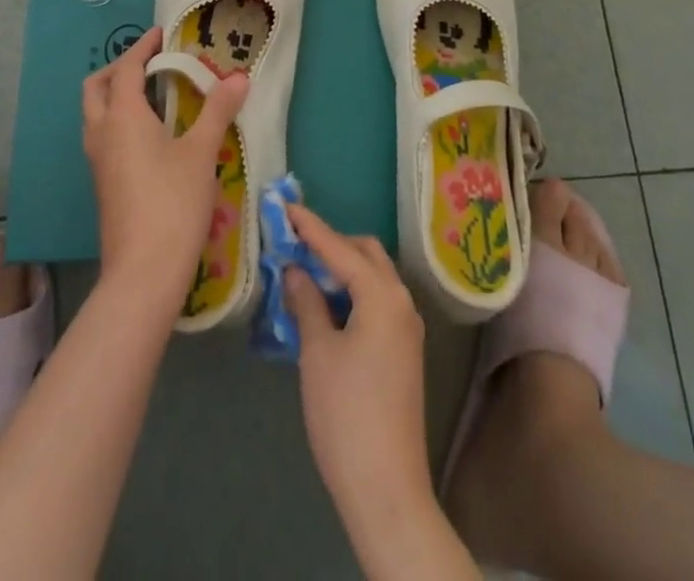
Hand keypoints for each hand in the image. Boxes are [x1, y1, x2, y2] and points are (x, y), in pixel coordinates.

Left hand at [82, 27, 247, 315]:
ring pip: (96, 113)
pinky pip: (104, 135)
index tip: (162, 34)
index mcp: (122, 116)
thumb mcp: (202, 152)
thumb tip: (239, 77)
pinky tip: (151, 133)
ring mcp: (98, 161)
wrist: (143, 273)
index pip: (127, 68)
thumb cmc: (173, 203)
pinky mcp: (103, 183)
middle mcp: (102, 133)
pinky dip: (120, 119)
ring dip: (117, 94)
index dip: (144, 48)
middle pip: (98, 87)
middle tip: (152, 63)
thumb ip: (219, 110)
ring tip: (155, 94)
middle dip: (120, 68)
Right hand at [284, 204, 432, 525]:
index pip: (341, 248)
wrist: (386, 487)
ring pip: (374, 277)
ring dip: (344, 268)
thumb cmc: (346, 414)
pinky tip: (327, 305)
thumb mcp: (317, 352)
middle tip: (295, 243)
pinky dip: (354, 291)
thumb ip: (307, 302)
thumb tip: (296, 270)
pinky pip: (378, 301)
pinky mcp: (405, 349)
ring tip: (306, 271)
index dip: (311, 227)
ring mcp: (407, 327)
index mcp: (382, 295)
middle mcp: (402, 301)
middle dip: (332, 243)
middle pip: (366, 254)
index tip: (287, 207)